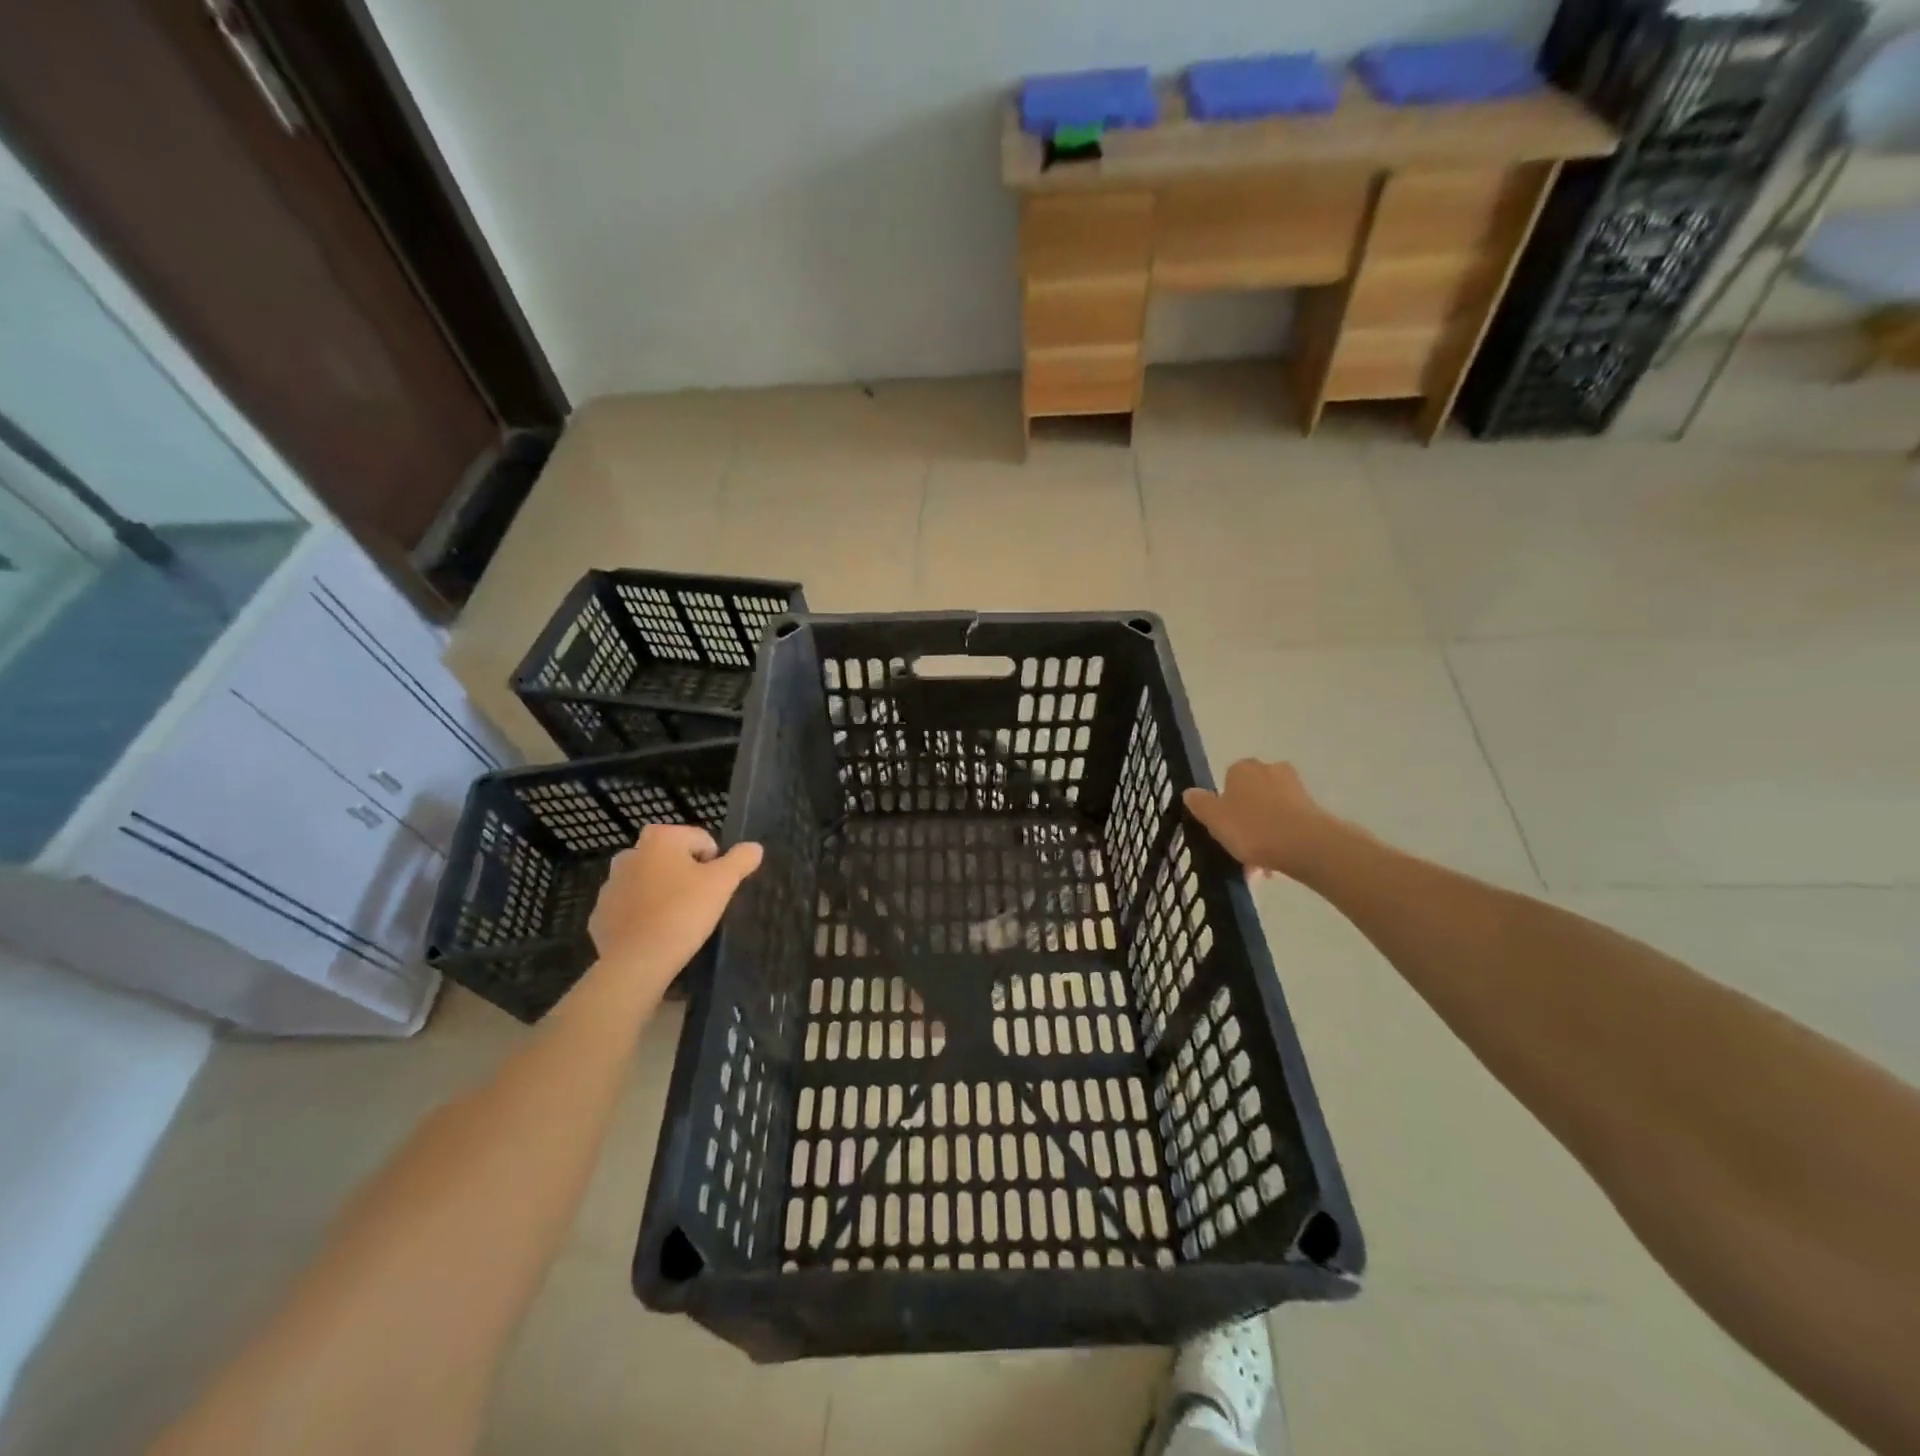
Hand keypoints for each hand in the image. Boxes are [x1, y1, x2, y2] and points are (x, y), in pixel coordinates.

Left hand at [589, 825, 762, 988]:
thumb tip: (754, 848)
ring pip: (648, 882)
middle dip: (685, 875)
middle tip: (698, 903)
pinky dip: (642, 915)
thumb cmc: (684, 912)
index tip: (714, 888)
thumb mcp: (723, 883)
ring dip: (662, 893)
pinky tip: (655, 933)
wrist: (638, 961)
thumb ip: (741, 860)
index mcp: (660, 839)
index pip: (700, 840)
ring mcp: (610, 885)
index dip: (714, 862)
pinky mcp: (599, 914)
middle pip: (671, 859)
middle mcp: (630, 854)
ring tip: (677, 920)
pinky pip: (630, 908)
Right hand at [1183, 760, 1347, 878]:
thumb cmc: (1252, 828)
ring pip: (1270, 813)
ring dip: (1263, 835)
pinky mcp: (1313, 809)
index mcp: (1242, 768)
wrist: (1306, 845)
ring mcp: (1295, 789)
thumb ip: (1200, 804)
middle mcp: (1269, 770)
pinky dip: (1281, 840)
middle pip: (1250, 797)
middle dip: (1245, 821)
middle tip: (1238, 849)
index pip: (1227, 781)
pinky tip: (1275, 864)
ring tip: (1258, 868)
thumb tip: (1189, 792)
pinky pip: (1288, 824)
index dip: (1223, 805)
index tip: (1222, 828)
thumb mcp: (1214, 819)